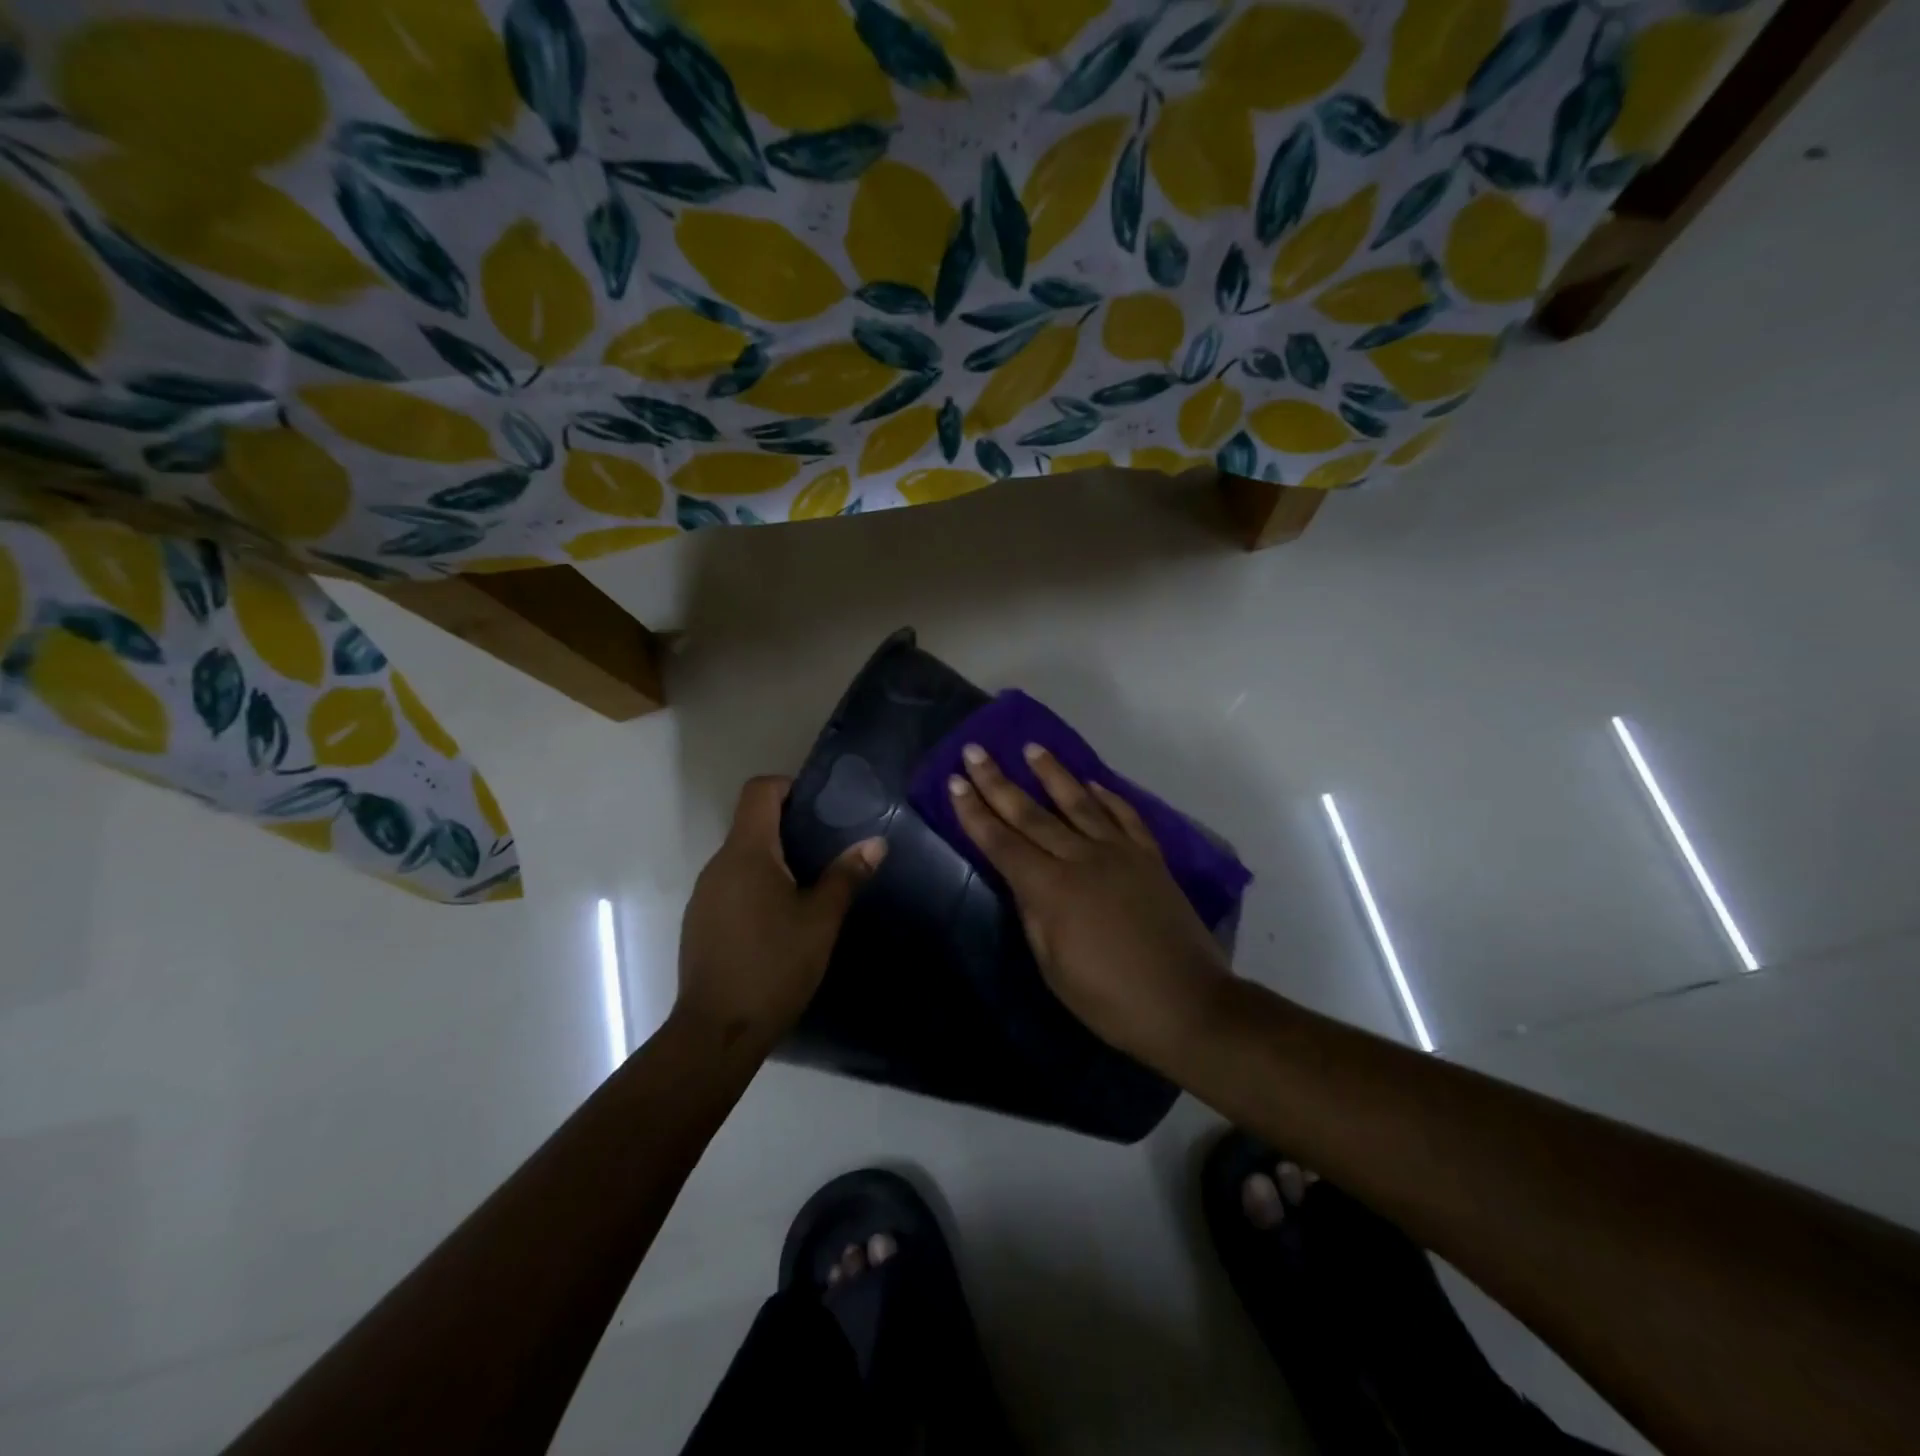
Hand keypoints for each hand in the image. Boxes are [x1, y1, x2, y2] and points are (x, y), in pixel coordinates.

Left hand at [677, 776, 884, 1049]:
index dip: (788, 786)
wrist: (718, 1031)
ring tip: (810, 884)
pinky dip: (757, 886)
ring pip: (742, 858)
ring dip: (774, 860)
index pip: (759, 791)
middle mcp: (718, 864)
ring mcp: (704, 894)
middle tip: (829, 847)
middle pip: (751, 823)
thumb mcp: (821, 920)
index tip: (819, 806)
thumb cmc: (774, 965)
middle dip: (789, 827)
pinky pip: (731, 885)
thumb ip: (846, 876)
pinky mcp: (700, 921)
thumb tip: (876, 842)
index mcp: (747, 853)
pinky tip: (781, 919)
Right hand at [948, 744, 1230, 1062]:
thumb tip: (1024, 880)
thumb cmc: (1110, 1000)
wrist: (1187, 1004)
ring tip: (1031, 748)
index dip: (974, 813)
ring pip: (1079, 802)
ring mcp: (1120, 853)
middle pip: (1032, 814)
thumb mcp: (1053, 967)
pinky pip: (1125, 816)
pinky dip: (1107, 796)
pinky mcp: (1150, 857)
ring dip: (1052, 773)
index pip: (1002, 843)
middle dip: (998, 782)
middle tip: (974, 751)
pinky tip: (1092, 781)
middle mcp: (1082, 859)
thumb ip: (1034, 915)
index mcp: (1051, 889)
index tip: (955, 782)